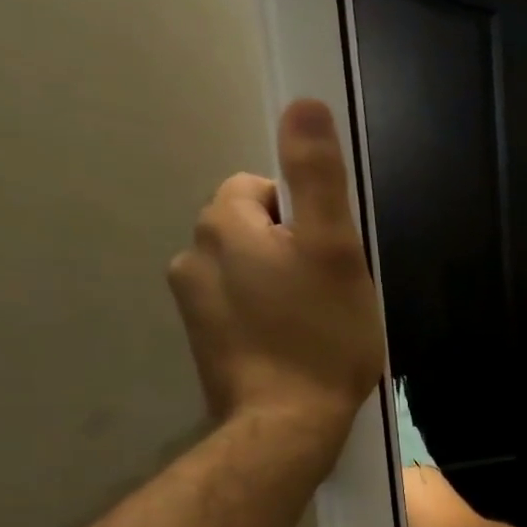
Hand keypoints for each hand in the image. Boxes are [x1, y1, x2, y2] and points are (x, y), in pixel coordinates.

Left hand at [169, 99, 385, 473]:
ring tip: (315, 324)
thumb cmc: (321, 335)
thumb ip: (318, 177)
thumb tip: (304, 103)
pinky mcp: (202, 340)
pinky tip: (293, 346)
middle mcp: (193, 254)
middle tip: (331, 293)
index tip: (333, 259)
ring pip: (248, 270)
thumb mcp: (335, 250)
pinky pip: (239, 307)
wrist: (287, 423)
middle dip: (292, 251)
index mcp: (224, 224)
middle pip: (254, 230)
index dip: (307, 219)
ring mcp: (191, 302)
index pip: (264, 190)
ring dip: (279, 284)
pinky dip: (265, 316)